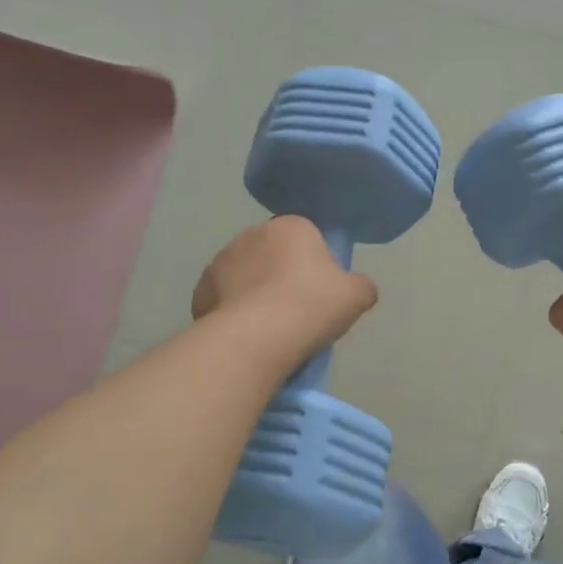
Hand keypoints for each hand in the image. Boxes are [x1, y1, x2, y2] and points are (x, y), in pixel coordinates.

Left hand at [192, 216, 377, 363]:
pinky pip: (223, 299)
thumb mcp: (356, 296)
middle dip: (281, 275)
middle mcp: (252, 234)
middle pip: (272, 254)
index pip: (306, 236)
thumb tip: (358, 288)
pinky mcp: (201, 290)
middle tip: (296, 310)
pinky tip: (246, 336)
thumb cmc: (312, 305)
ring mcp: (221, 261)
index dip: (314, 263)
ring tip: (269, 328)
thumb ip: (361, 286)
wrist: (257, 336)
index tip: (320, 291)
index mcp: (291, 226)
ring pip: (245, 276)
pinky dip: (233, 313)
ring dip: (254, 293)